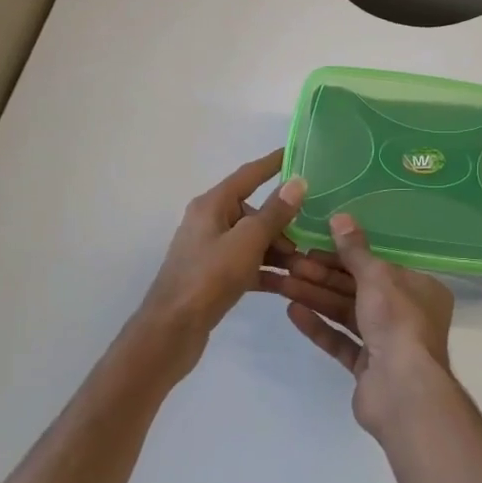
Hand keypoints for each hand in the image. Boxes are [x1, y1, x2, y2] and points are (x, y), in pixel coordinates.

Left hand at [136, 150, 307, 373]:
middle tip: (310, 235)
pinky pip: (246, 264)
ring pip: (252, 239)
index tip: (297, 152)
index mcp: (212, 204)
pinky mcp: (213, 276)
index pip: (248, 174)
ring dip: (278, 249)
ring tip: (304, 265)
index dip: (273, 163)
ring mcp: (210, 250)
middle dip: (282, 222)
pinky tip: (289, 283)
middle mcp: (209, 221)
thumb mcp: (248, 241)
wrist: (171, 330)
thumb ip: (275, 212)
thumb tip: (297, 181)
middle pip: (253, 210)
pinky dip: (266, 270)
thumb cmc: (209, 277)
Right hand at [280, 213, 455, 437]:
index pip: (377, 265)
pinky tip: (292, 312)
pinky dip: (319, 326)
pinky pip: (341, 340)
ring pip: (347, 313)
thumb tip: (340, 217)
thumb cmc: (397, 321)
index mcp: (419, 288)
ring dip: (316, 297)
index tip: (313, 245)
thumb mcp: (376, 276)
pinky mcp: (368, 368)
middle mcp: (407, 313)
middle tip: (291, 263)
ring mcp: (387, 343)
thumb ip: (355, 250)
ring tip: (283, 284)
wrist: (402, 390)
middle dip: (323, 276)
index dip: (344, 255)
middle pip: (358, 288)